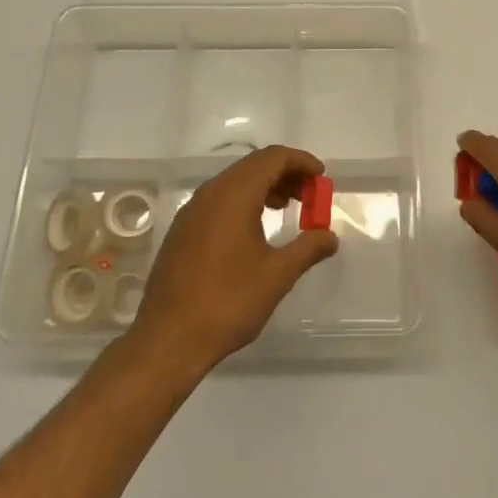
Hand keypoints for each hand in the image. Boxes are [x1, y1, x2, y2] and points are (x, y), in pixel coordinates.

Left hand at [130, 145, 338, 373]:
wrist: (168, 340)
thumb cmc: (227, 302)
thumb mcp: (277, 276)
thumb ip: (308, 249)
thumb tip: (330, 236)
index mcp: (234, 195)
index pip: (273, 158)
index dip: (301, 161)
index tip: (321, 177)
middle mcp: (211, 193)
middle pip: (254, 165)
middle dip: (286, 173)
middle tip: (310, 194)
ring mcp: (192, 210)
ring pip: (235, 181)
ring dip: (265, 186)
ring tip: (287, 207)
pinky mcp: (182, 229)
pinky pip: (219, 199)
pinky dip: (244, 200)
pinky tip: (255, 228)